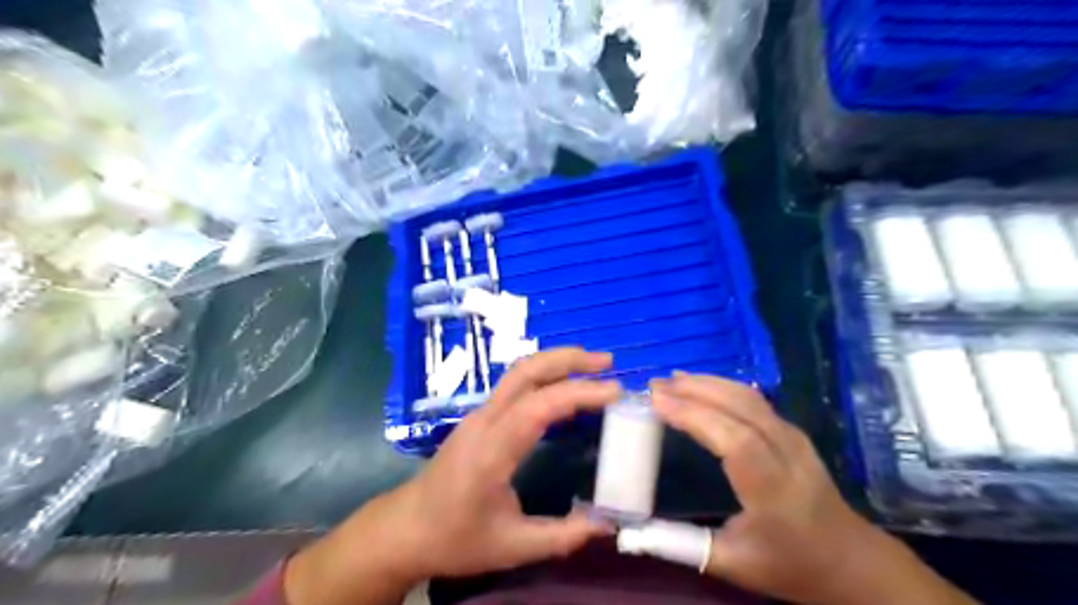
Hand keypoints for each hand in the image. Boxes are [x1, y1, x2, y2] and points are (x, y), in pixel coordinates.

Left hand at [285, 347, 624, 604]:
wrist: (404, 529)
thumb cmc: (454, 538)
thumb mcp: (511, 546)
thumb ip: (562, 536)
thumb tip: (608, 525)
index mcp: (492, 449)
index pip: (539, 406)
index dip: (579, 393)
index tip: (616, 391)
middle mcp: (485, 421)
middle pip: (526, 371)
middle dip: (568, 359)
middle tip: (608, 361)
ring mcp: (479, 415)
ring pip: (519, 373)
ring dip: (557, 362)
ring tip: (594, 366)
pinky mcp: (479, 418)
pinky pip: (516, 385)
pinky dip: (546, 376)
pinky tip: (565, 387)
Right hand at [647, 374, 979, 603]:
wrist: (851, 560)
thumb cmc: (790, 564)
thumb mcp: (733, 564)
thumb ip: (681, 544)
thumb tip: (635, 528)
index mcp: (774, 490)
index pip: (735, 440)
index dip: (695, 415)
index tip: (656, 400)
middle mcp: (787, 454)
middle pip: (741, 408)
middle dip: (695, 390)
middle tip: (654, 385)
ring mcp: (794, 438)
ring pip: (749, 397)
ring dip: (708, 383)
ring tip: (671, 380)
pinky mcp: (792, 431)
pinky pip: (754, 400)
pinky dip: (723, 387)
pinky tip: (703, 386)